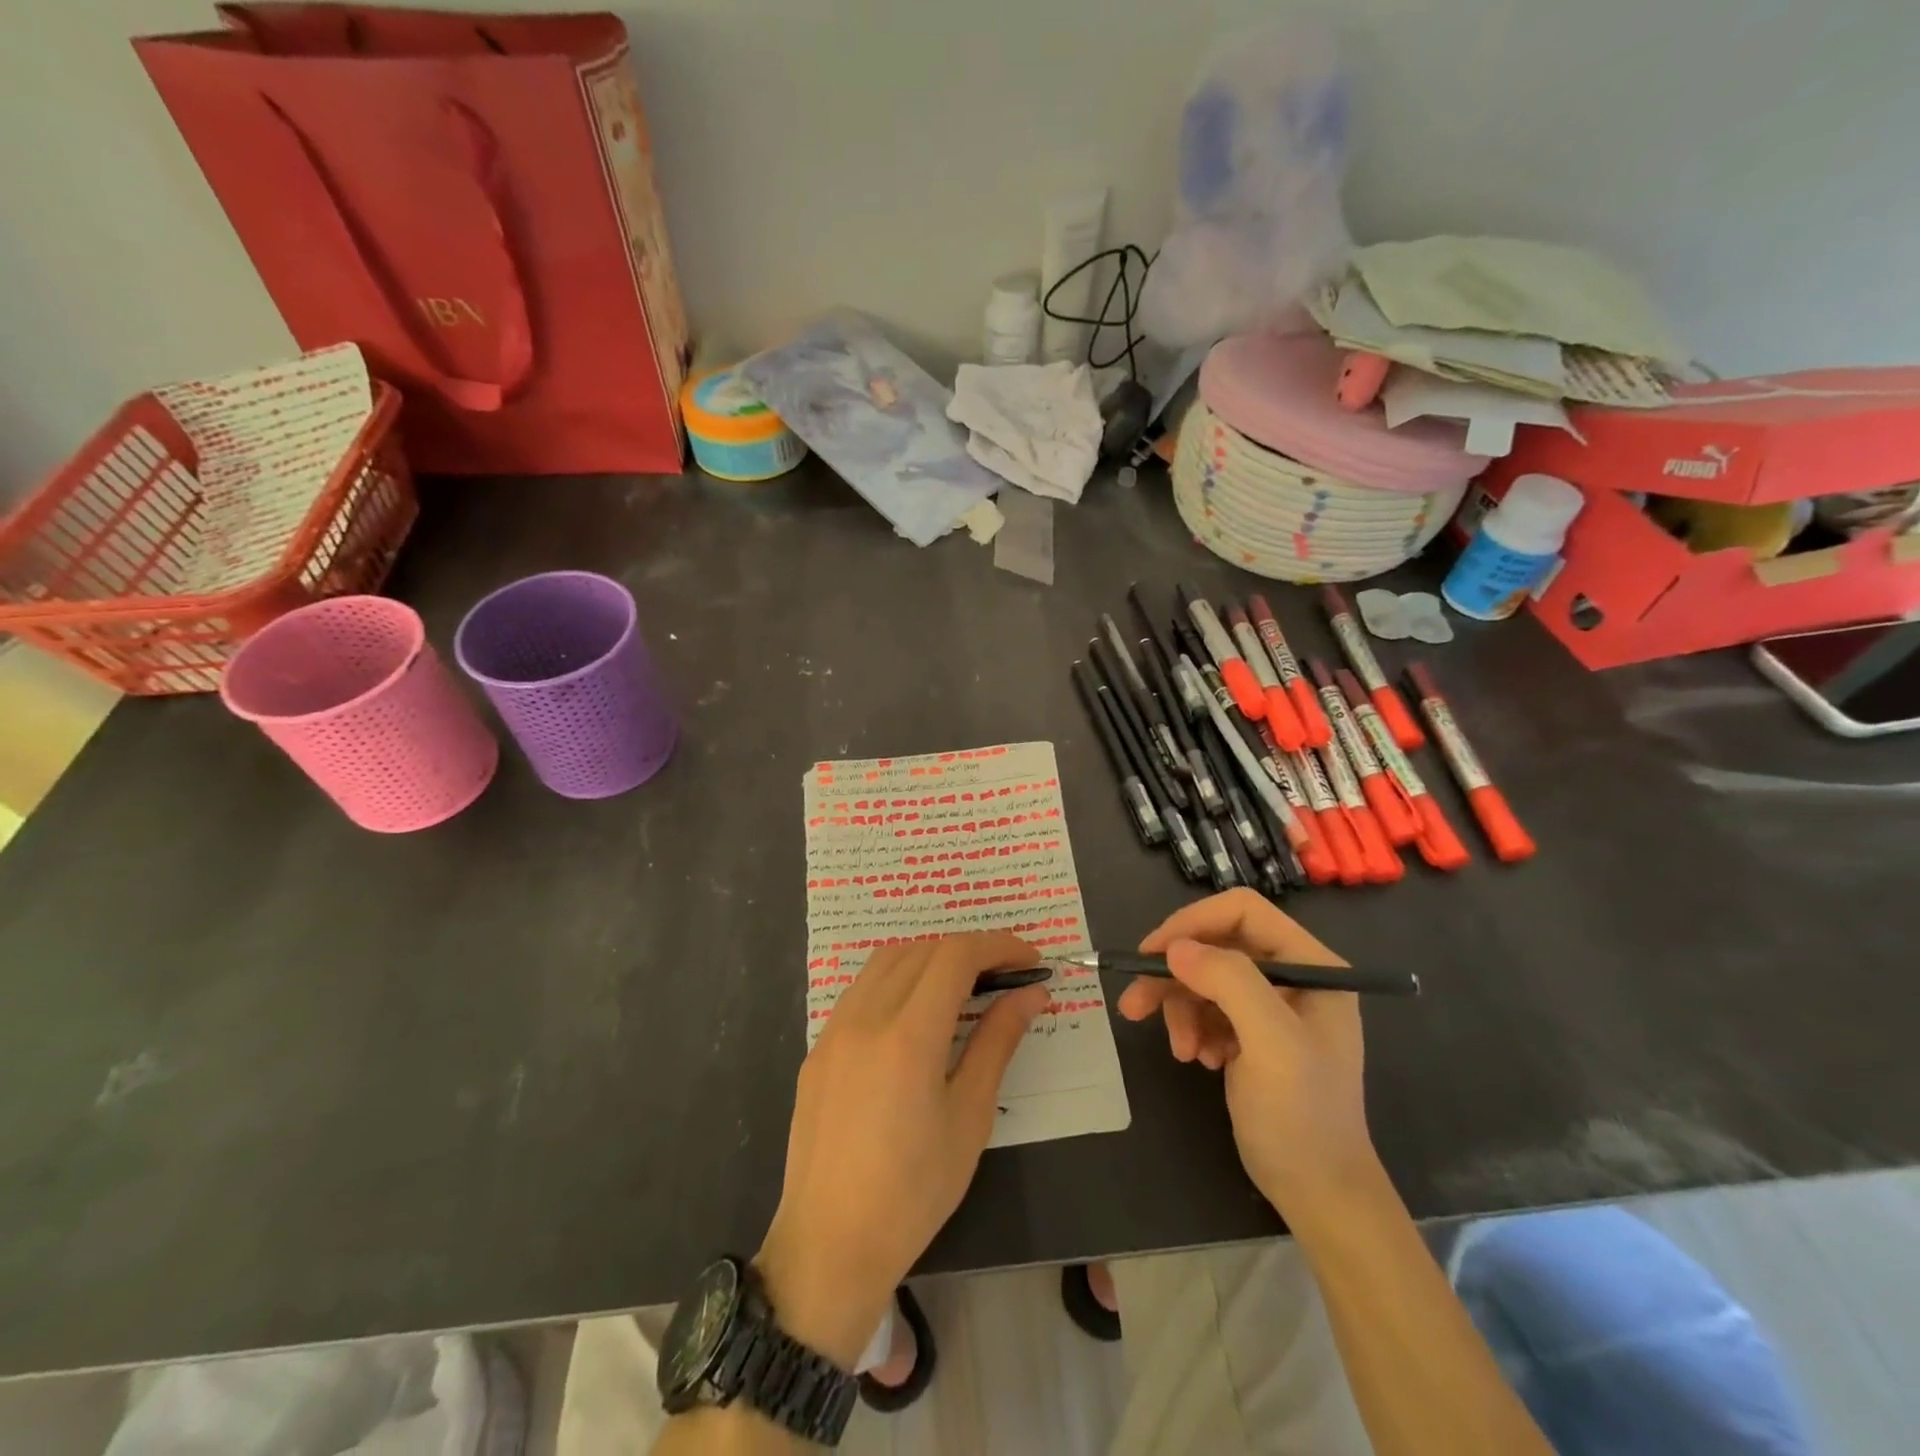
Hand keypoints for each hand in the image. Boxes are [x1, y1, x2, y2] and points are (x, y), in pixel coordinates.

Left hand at [756, 933, 1047, 1367]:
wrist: (828, 1246)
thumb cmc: (913, 1192)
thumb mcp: (969, 1118)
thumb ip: (998, 1043)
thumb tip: (1031, 993)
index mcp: (908, 1036)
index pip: (956, 956)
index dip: (998, 945)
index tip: (1030, 958)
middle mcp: (866, 1017)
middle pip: (922, 950)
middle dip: (969, 950)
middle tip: (1004, 976)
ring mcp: (834, 1029)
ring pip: (886, 961)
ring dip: (929, 958)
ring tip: (962, 987)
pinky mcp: (818, 1048)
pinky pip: (861, 990)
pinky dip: (896, 980)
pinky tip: (914, 1015)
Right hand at [1117, 889, 1374, 1221]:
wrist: (1318, 1194)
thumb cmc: (1303, 1115)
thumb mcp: (1272, 1043)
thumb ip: (1229, 983)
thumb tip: (1174, 948)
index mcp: (1312, 964)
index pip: (1243, 912)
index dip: (1193, 923)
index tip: (1154, 953)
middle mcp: (1292, 975)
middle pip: (1215, 946)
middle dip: (1174, 975)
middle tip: (1135, 1003)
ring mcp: (1270, 1005)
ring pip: (1203, 978)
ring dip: (1179, 1008)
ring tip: (1179, 1050)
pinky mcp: (1250, 1032)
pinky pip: (1205, 1008)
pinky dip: (1190, 1027)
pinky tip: (1197, 1059)